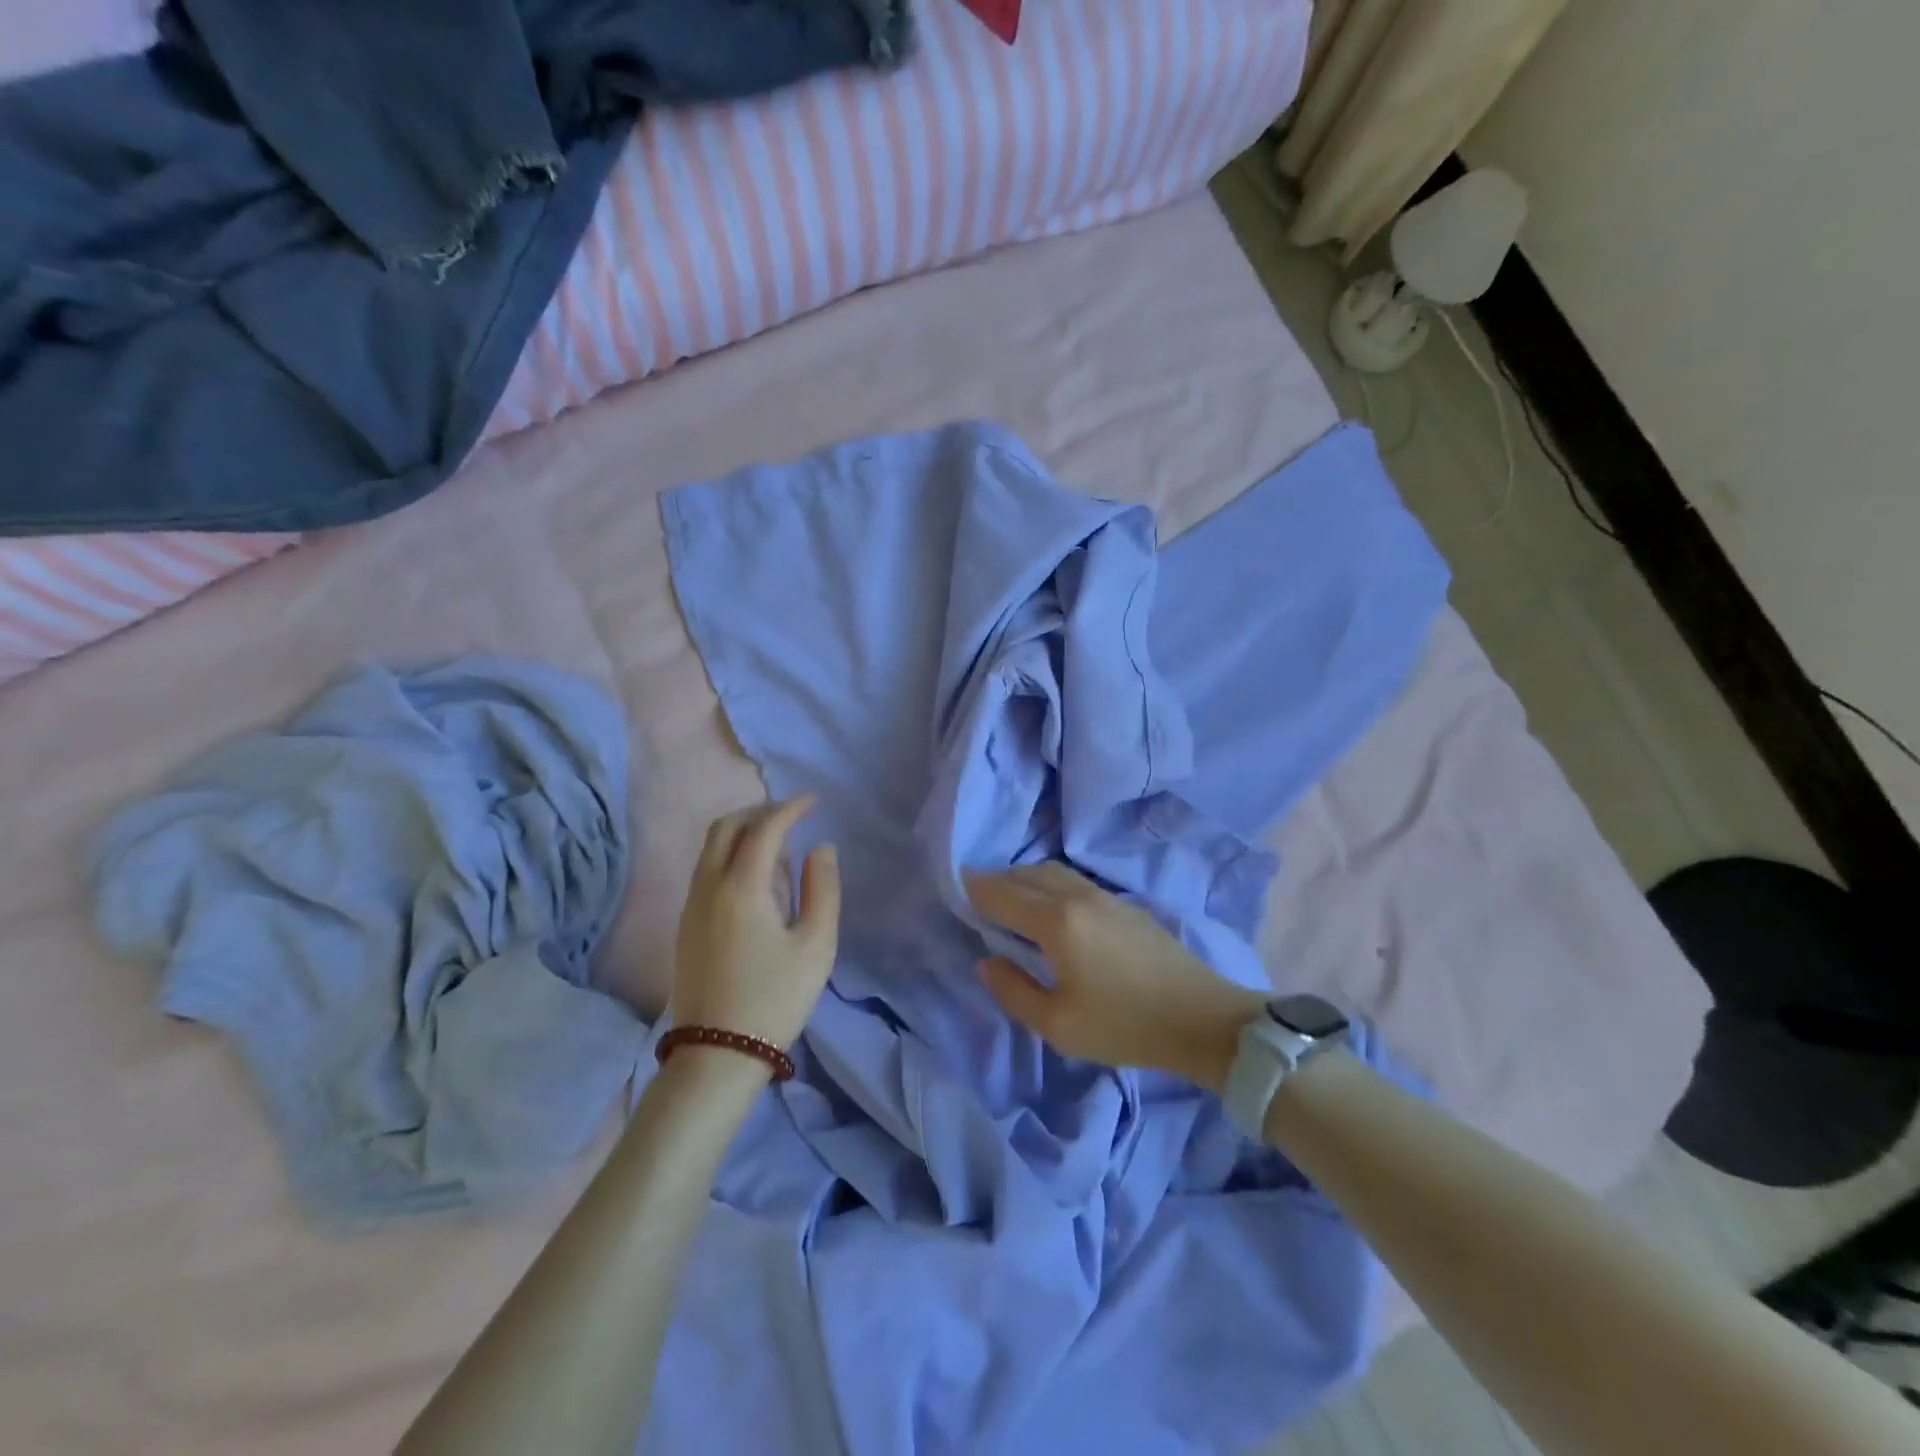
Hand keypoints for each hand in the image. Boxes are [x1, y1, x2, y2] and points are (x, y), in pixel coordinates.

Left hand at [672, 798, 840, 1055]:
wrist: (718, 1053)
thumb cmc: (776, 998)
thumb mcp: (816, 945)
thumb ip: (823, 888)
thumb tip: (821, 848)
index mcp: (741, 887)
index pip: (764, 828)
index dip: (790, 808)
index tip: (814, 802)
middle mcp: (708, 887)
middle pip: (725, 828)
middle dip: (759, 812)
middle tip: (791, 816)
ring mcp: (691, 906)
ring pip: (710, 848)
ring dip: (742, 833)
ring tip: (778, 847)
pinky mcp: (685, 926)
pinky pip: (706, 870)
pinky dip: (730, 856)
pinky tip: (755, 879)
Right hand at [966, 862, 1265, 1091]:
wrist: (1202, 1019)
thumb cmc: (1125, 1025)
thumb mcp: (1058, 1025)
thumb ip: (1013, 991)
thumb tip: (988, 961)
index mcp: (1057, 921)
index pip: (1003, 893)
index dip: (975, 889)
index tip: (955, 889)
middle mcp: (1077, 896)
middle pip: (1026, 874)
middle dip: (997, 881)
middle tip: (978, 899)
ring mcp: (1105, 896)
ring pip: (1053, 872)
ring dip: (1025, 880)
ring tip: (1011, 902)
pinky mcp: (1125, 905)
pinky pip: (1074, 881)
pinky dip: (1049, 885)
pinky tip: (1051, 910)